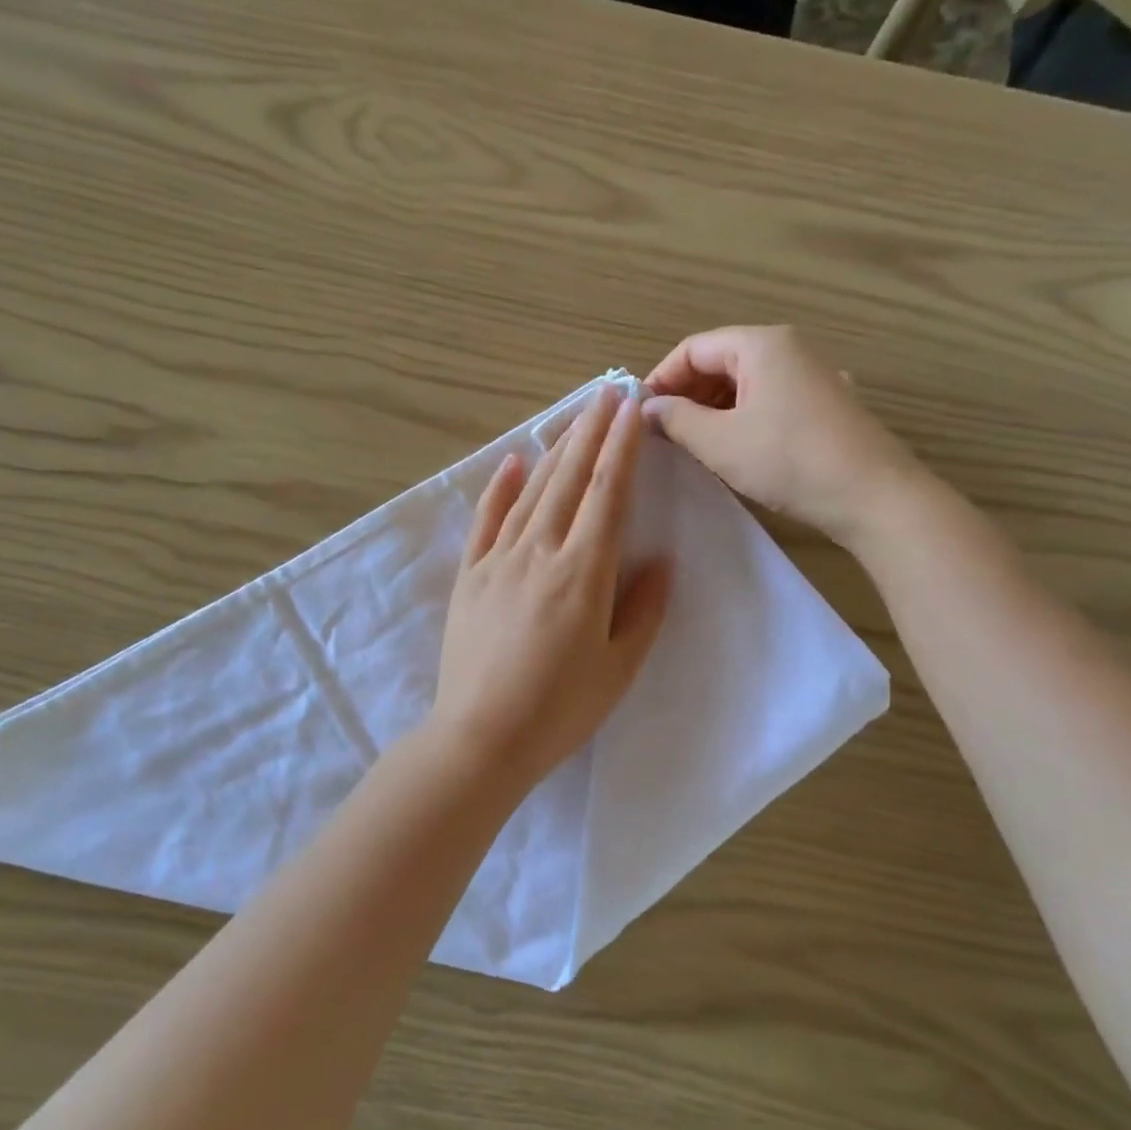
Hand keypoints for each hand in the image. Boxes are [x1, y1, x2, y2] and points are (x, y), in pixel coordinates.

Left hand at [429, 386, 671, 787]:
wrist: (480, 737)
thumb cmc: (560, 710)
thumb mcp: (618, 668)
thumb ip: (643, 609)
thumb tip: (661, 560)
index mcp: (583, 572)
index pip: (608, 494)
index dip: (622, 447)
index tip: (632, 408)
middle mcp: (540, 552)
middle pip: (570, 479)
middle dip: (591, 431)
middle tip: (607, 392)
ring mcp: (498, 560)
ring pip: (532, 491)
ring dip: (555, 449)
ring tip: (574, 416)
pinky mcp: (469, 576)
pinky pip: (486, 520)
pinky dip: (500, 487)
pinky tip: (513, 461)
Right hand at [642, 326, 926, 546]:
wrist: (873, 495)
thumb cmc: (788, 460)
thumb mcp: (720, 442)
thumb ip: (677, 419)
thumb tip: (649, 408)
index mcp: (760, 344)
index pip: (692, 349)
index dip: (660, 378)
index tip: (639, 414)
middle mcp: (788, 348)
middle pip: (719, 360)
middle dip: (685, 393)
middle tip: (662, 432)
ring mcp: (811, 375)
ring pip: (744, 382)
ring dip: (711, 407)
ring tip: (691, 442)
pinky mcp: (824, 403)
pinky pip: (768, 398)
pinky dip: (740, 416)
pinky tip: (732, 447)